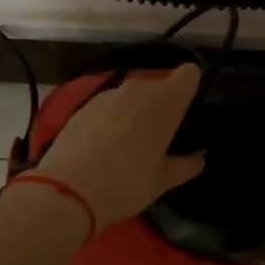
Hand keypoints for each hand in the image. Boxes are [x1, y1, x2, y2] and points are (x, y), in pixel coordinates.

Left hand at [30, 64, 207, 226]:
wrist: (66, 191)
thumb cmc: (126, 184)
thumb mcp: (162, 181)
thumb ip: (186, 165)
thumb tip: (198, 157)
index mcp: (166, 102)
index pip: (189, 73)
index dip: (191, 88)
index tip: (188, 111)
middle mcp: (139, 89)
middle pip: (160, 85)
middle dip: (162, 104)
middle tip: (160, 136)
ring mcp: (108, 94)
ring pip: (132, 95)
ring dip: (136, 111)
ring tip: (129, 143)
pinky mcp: (84, 105)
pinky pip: (109, 105)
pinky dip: (112, 118)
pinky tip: (103, 145)